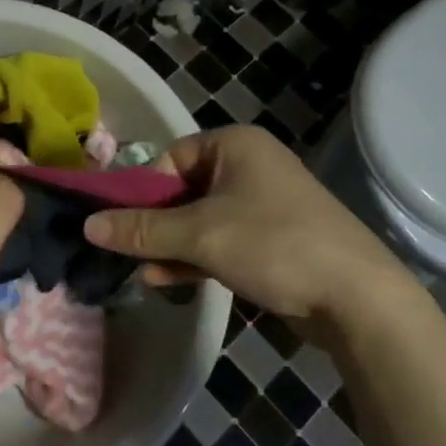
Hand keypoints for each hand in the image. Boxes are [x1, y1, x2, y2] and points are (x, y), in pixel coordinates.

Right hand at [83, 125, 418, 332]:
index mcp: (234, 146)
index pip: (170, 158)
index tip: (118, 224)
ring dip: (169, 246)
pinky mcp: (270, 240)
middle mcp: (248, 167)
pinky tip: (165, 281)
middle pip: (181, 191)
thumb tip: (87, 225)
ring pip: (198, 220)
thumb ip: (142, 229)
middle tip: (124, 252)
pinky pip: (219, 240)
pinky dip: (193, 258)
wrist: (358, 298)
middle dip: (153, 225)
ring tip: (141, 273)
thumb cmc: (273, 245)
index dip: (142, 191)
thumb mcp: (200, 235)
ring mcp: (262, 205)